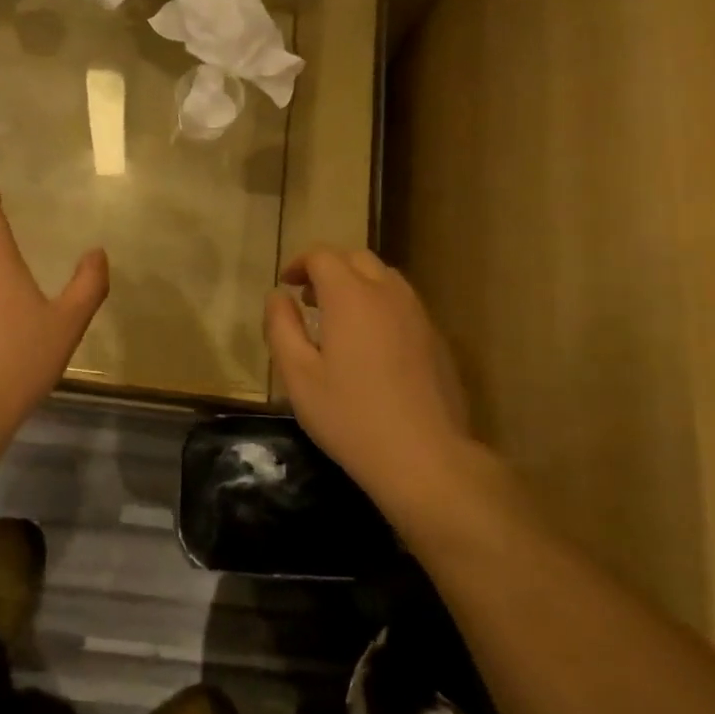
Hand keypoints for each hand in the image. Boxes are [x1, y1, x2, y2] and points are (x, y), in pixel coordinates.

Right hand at [264, 247, 476, 496]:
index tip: (285, 284)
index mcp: (351, 296)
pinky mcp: (437, 339)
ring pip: (385, 278)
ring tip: (338, 319)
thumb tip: (277, 296)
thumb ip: (281, 327)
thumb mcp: (298, 375)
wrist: (425, 457)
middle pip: (357, 259)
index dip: (299, 263)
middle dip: (328, 269)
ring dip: (357, 284)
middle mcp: (388, 294)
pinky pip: (403, 304)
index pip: (323, 257)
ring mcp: (418, 315)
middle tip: (308, 299)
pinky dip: (380, 305)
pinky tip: (371, 344)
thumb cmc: (350, 416)